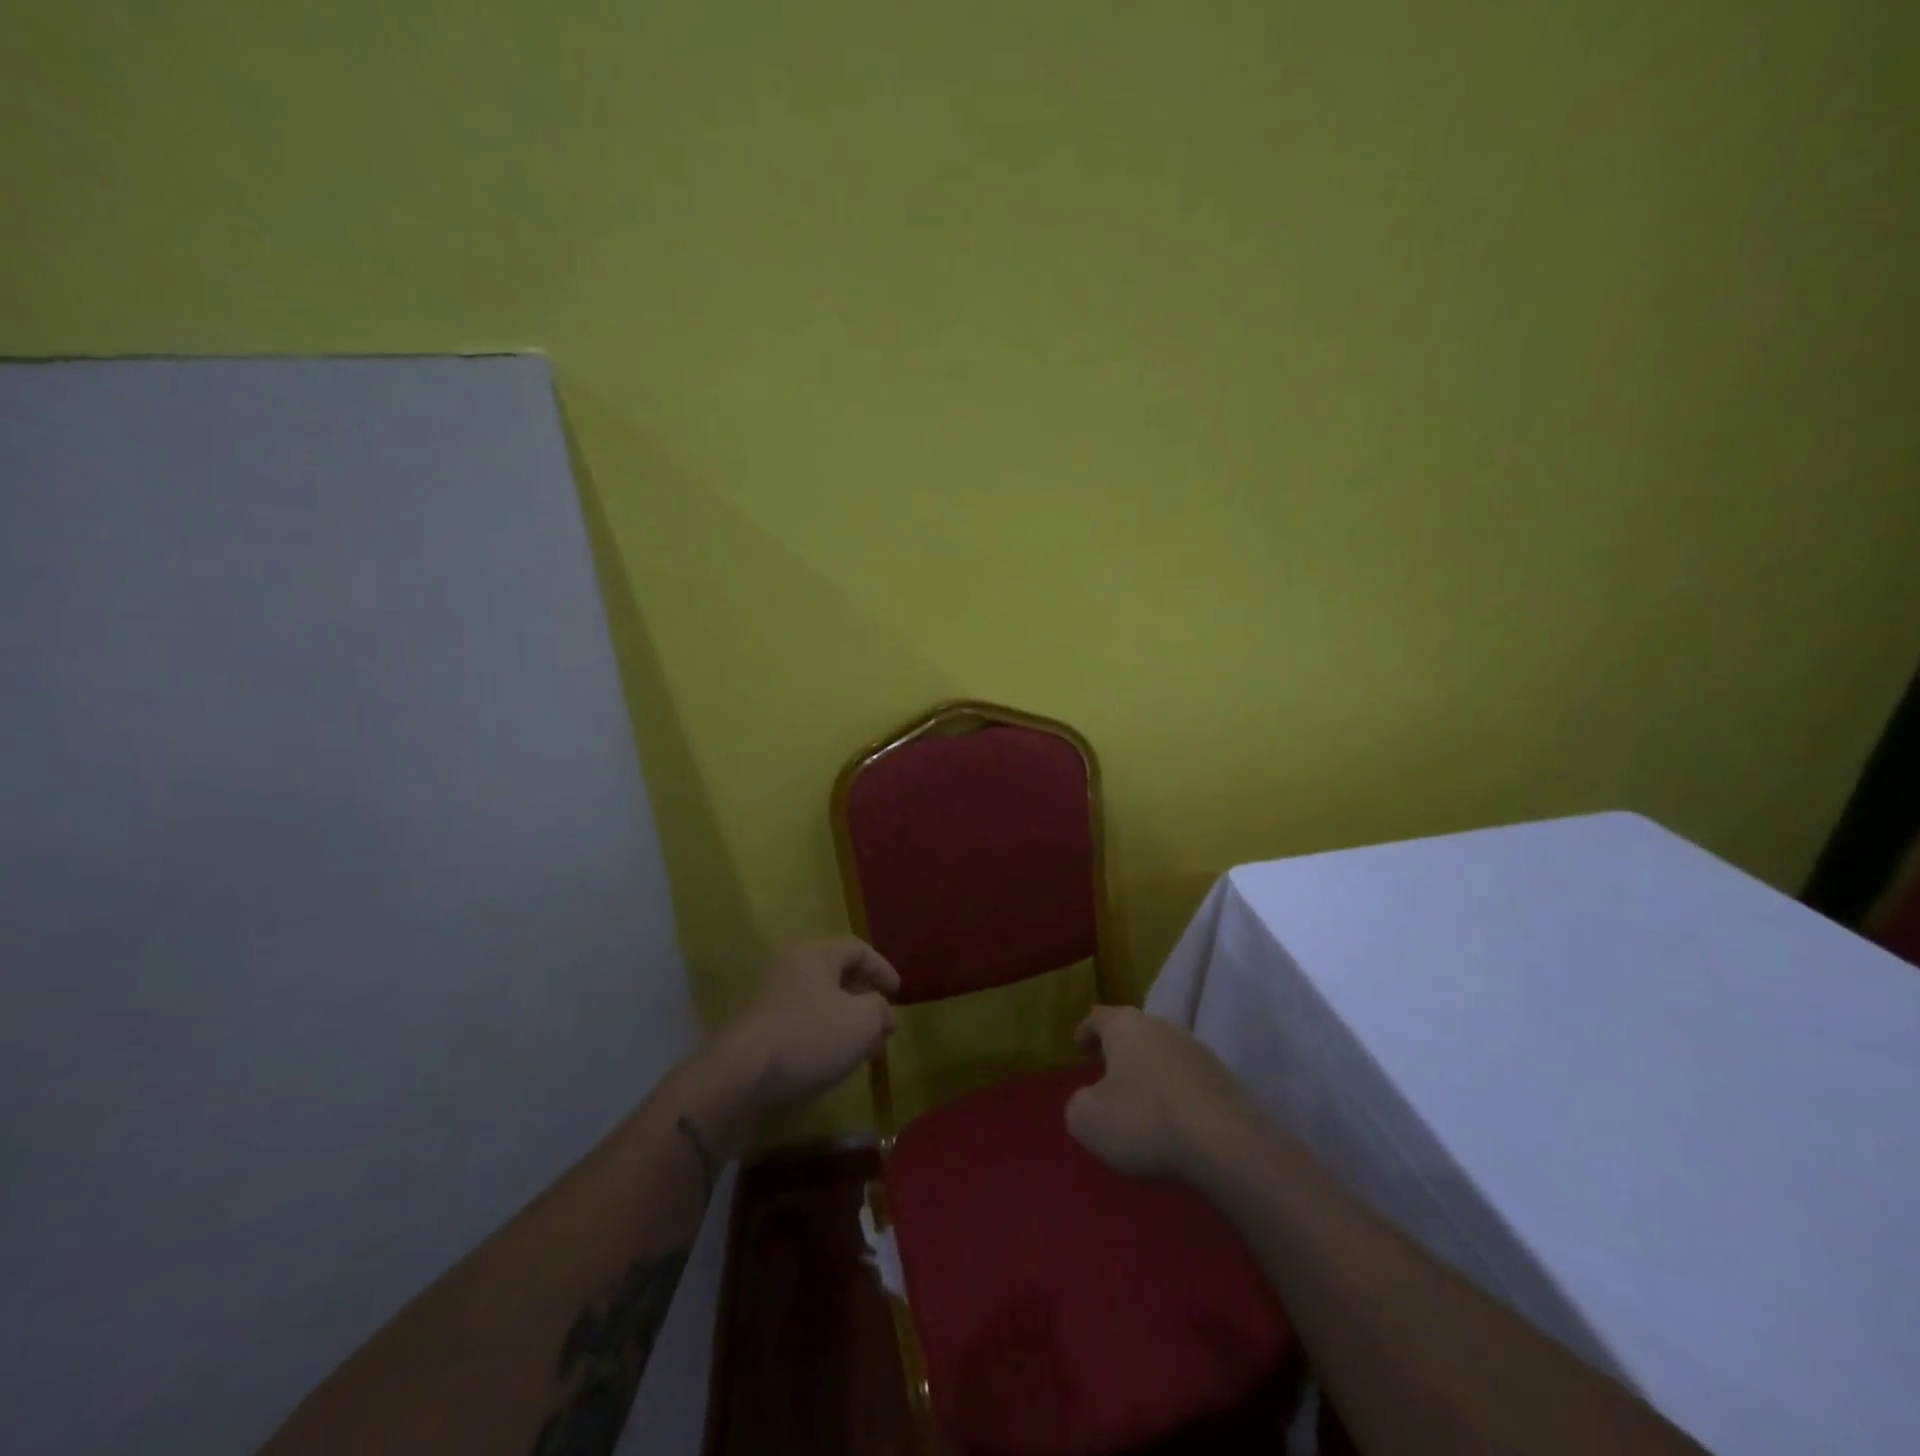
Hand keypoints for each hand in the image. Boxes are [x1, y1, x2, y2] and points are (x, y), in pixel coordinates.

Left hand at [720, 938, 899, 1111]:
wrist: (742, 1076)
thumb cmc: (810, 1036)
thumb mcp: (862, 1021)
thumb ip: (880, 1009)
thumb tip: (881, 1012)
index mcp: (816, 954)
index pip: (858, 948)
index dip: (883, 969)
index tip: (899, 994)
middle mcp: (792, 967)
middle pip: (839, 976)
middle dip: (867, 1002)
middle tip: (883, 1028)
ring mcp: (772, 998)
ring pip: (822, 1003)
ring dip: (848, 1023)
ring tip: (865, 1053)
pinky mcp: (761, 1028)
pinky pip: (803, 1023)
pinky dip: (825, 1036)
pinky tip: (834, 1062)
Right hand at [1065, 1005, 1256, 1180]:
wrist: (1226, 1143)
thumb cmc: (1144, 1120)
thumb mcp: (1087, 1119)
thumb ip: (1078, 1104)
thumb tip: (1088, 1100)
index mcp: (1125, 1025)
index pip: (1097, 1017)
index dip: (1085, 1032)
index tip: (1077, 1049)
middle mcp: (1162, 1026)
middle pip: (1134, 1032)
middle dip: (1119, 1051)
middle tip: (1106, 1074)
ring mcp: (1198, 1050)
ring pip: (1164, 1054)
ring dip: (1150, 1072)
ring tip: (1141, 1101)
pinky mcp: (1225, 1079)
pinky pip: (1189, 1080)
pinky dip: (1176, 1094)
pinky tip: (1173, 1120)